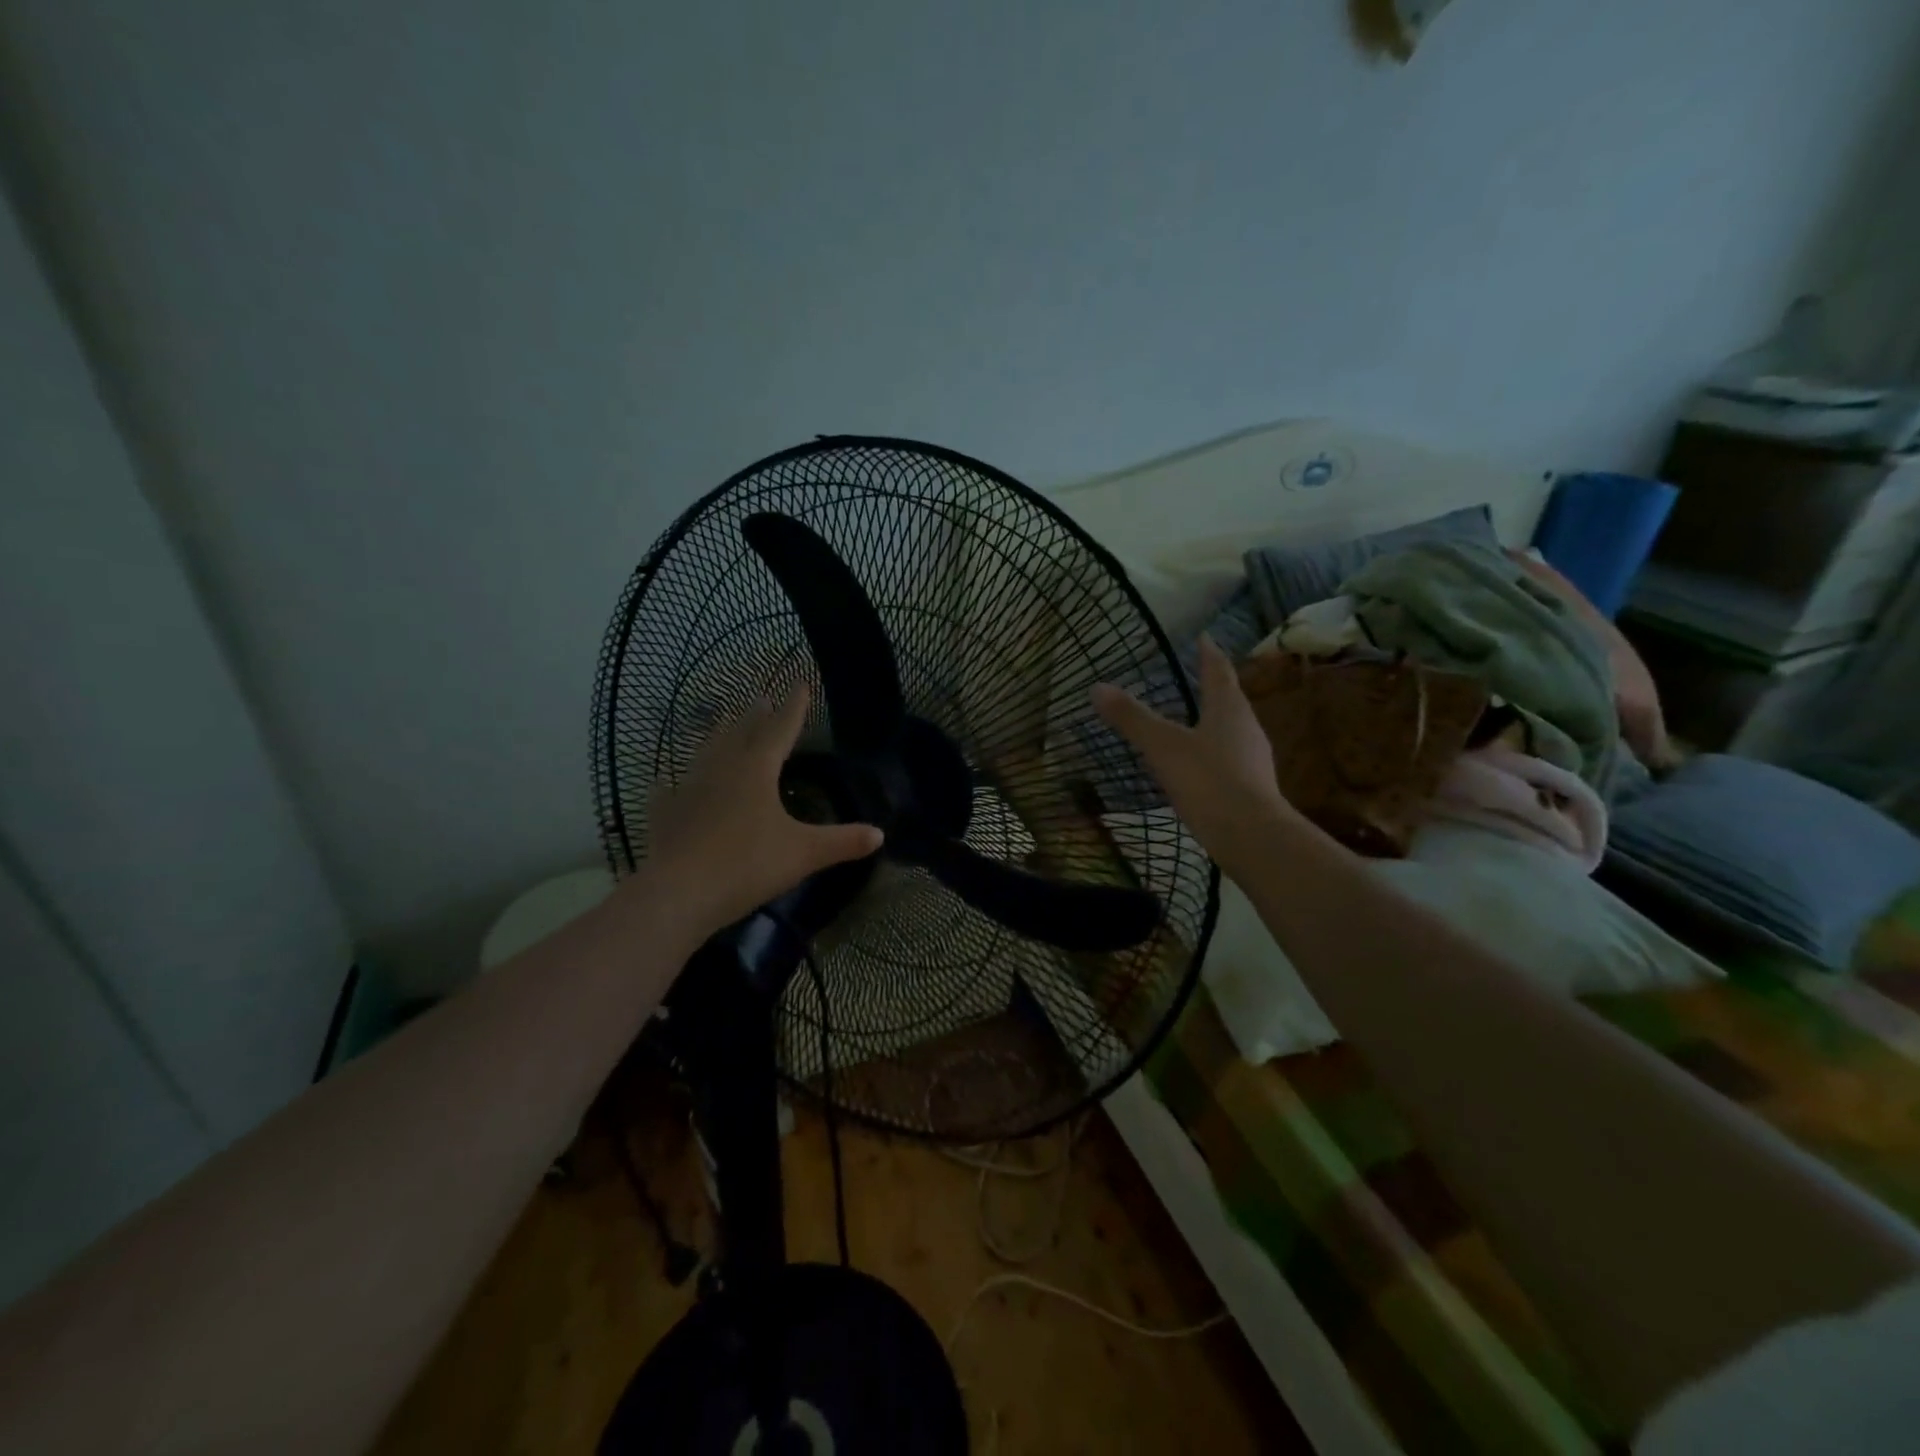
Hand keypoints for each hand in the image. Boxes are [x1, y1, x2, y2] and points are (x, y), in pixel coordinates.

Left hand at [643, 686, 882, 933]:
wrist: (678, 895)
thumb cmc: (747, 865)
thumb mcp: (804, 854)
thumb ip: (842, 841)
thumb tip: (880, 834)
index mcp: (756, 770)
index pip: (780, 729)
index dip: (793, 707)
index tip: (800, 683)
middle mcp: (722, 770)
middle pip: (741, 733)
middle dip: (755, 716)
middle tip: (761, 697)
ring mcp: (689, 790)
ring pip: (706, 753)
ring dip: (718, 736)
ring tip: (723, 722)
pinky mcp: (665, 816)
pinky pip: (671, 792)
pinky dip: (674, 784)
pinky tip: (668, 782)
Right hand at [1090, 635, 1296, 877]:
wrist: (1250, 835)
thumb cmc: (1208, 780)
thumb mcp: (1162, 746)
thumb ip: (1132, 718)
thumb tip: (1097, 687)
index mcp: (1228, 708)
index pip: (1218, 671)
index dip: (1209, 654)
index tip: (1204, 638)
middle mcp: (1246, 727)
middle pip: (1229, 699)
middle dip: (1213, 687)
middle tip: (1195, 677)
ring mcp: (1253, 758)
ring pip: (1231, 729)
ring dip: (1214, 721)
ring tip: (1193, 719)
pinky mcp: (1252, 786)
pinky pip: (1230, 758)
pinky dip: (1213, 752)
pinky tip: (1198, 765)